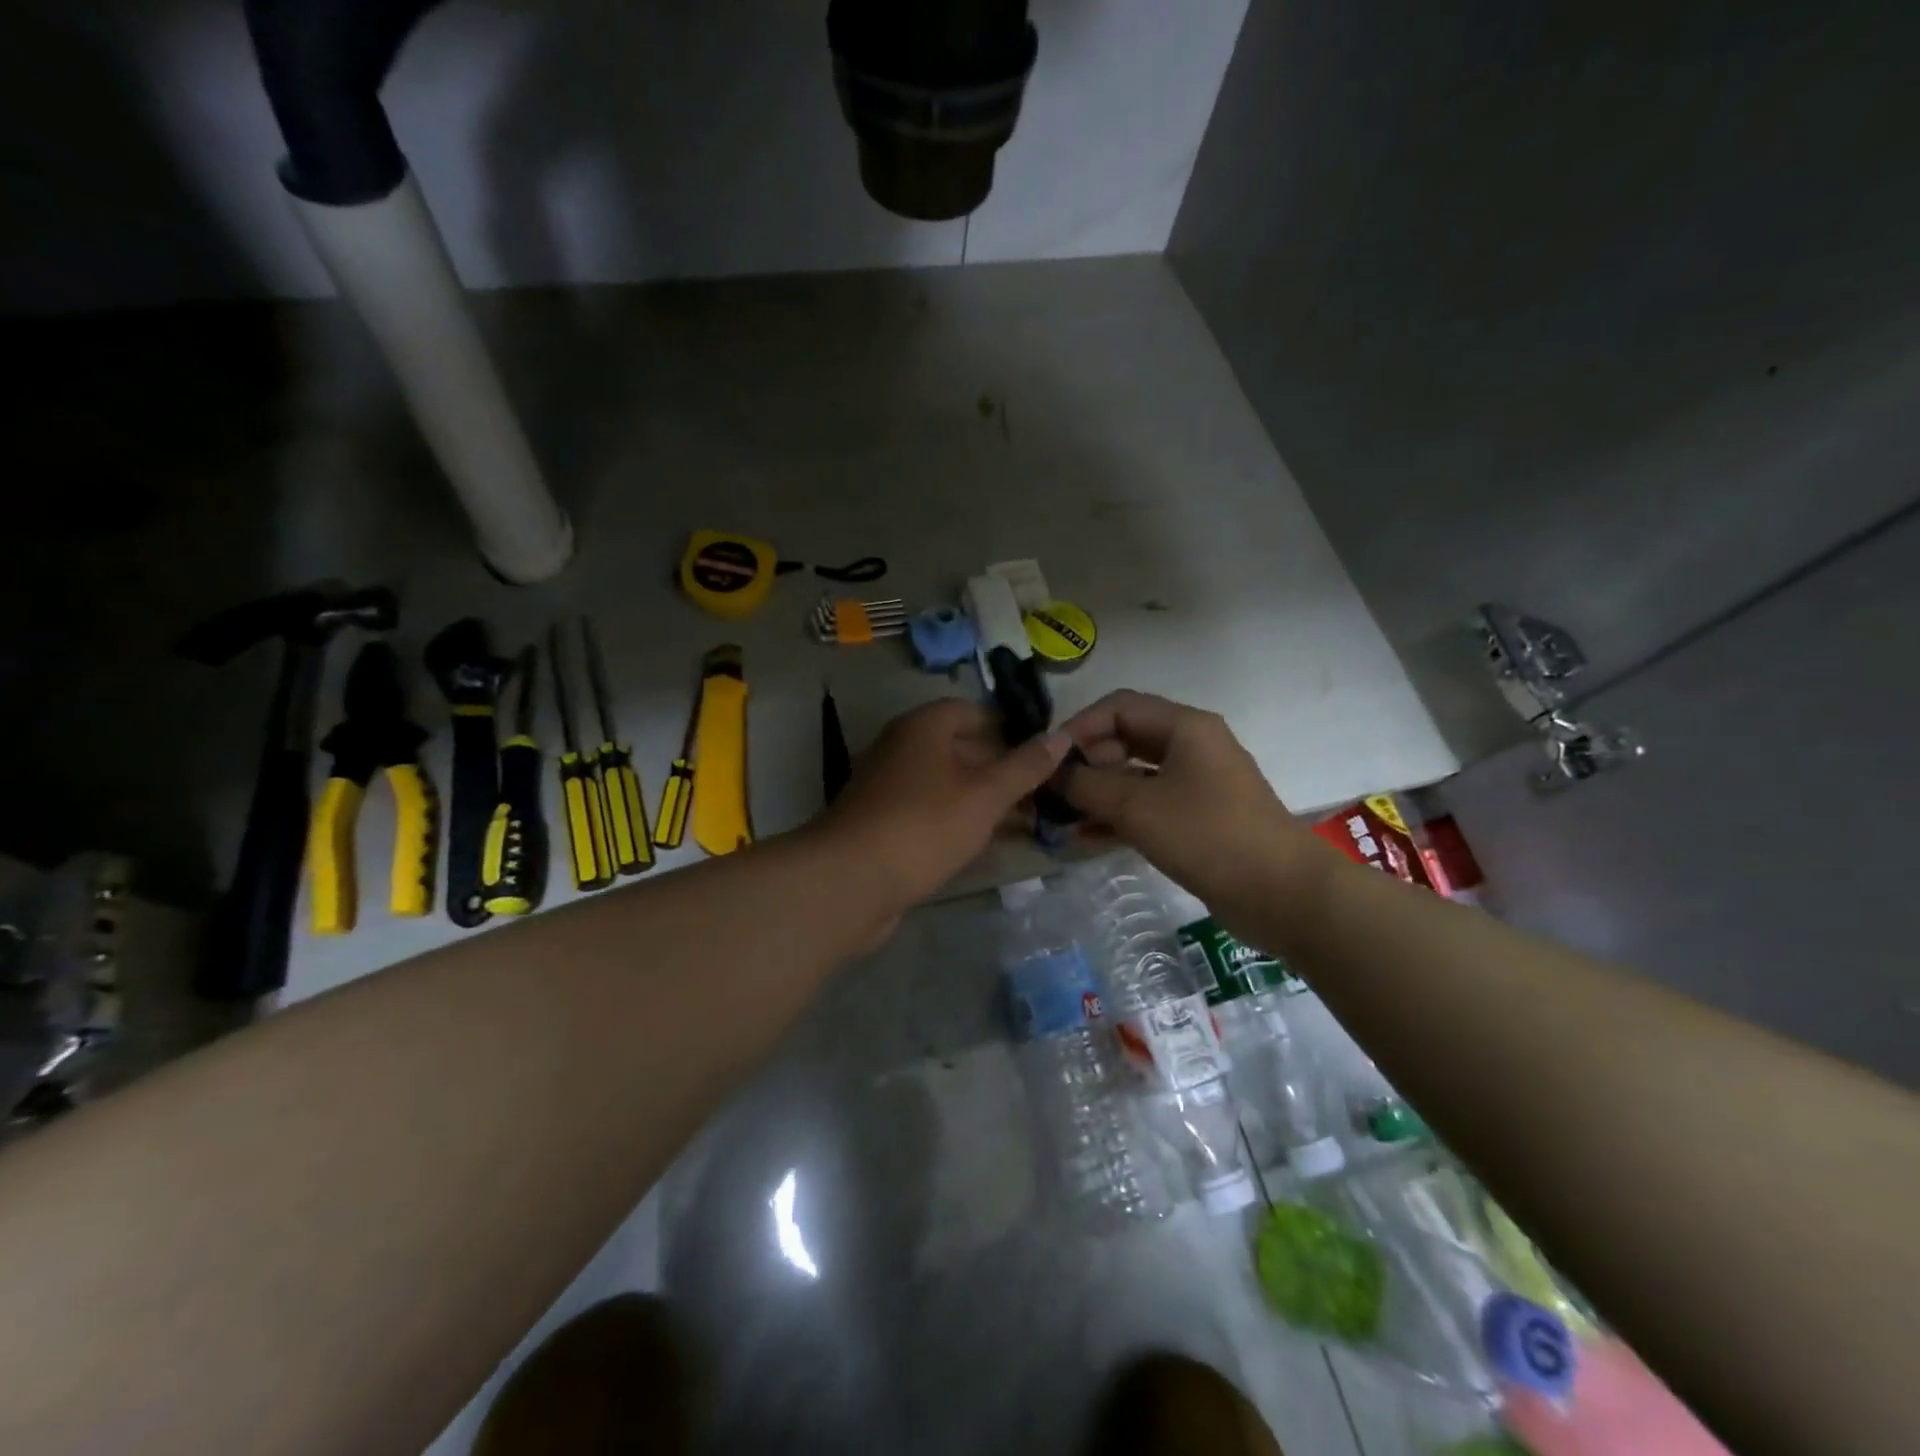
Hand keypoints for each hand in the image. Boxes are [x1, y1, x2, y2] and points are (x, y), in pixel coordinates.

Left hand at [817, 698, 1073, 917]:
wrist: (850, 882)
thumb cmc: (924, 825)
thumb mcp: (985, 795)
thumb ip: (1024, 766)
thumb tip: (1061, 736)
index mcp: (922, 728)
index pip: (970, 710)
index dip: (1007, 725)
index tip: (1041, 747)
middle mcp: (901, 749)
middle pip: (959, 748)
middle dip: (1000, 768)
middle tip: (1041, 789)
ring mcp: (888, 789)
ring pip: (946, 785)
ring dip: (982, 800)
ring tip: (1025, 820)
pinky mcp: (883, 825)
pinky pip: (931, 815)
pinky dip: (958, 824)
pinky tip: (986, 847)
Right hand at [1059, 690, 1333, 922]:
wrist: (1282, 894)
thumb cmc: (1208, 836)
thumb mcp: (1137, 807)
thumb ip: (1087, 785)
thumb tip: (1053, 774)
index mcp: (1184, 727)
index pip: (1117, 707)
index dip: (1077, 728)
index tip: (1047, 760)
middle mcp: (1191, 746)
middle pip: (1124, 739)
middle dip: (1085, 762)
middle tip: (1053, 793)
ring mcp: (1197, 783)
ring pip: (1134, 775)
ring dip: (1097, 793)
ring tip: (1060, 818)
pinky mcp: (1198, 817)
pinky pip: (1148, 805)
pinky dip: (1118, 816)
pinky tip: (1086, 838)